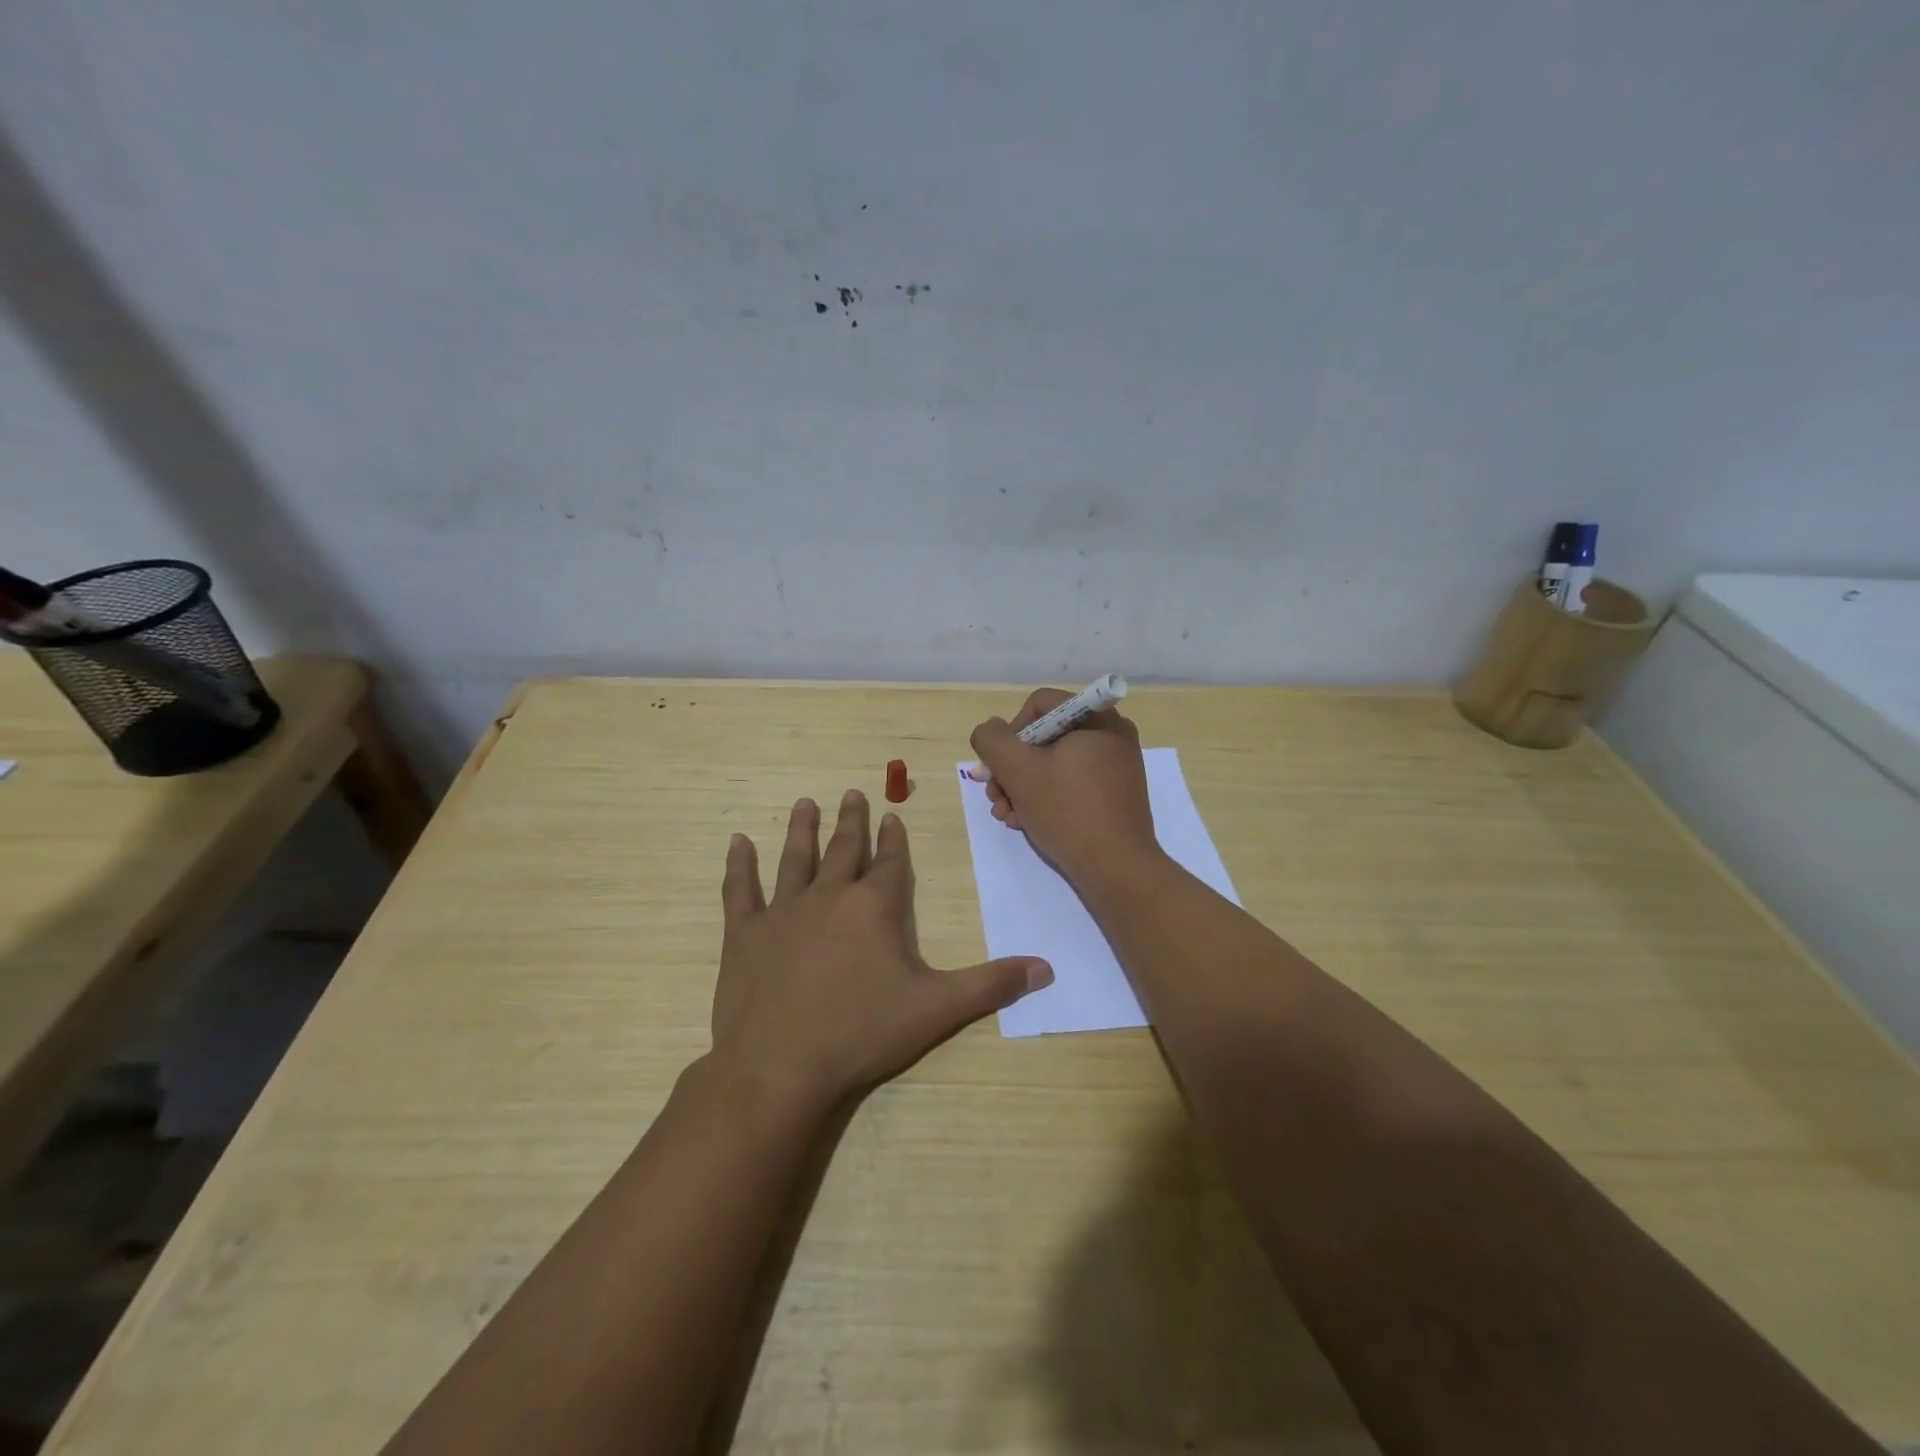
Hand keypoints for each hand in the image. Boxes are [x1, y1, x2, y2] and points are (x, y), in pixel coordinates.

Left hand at [710, 790, 1052, 1109]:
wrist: (779, 1067)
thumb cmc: (862, 1033)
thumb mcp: (937, 1009)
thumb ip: (991, 984)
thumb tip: (1046, 968)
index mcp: (874, 908)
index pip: (890, 863)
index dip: (894, 839)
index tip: (892, 815)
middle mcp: (829, 897)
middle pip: (844, 850)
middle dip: (852, 821)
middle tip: (852, 793)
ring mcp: (783, 912)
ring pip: (795, 859)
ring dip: (802, 830)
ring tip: (806, 803)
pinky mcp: (744, 934)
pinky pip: (740, 890)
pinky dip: (739, 865)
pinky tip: (737, 842)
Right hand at [969, 689, 1159, 888]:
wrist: (1117, 868)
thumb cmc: (1067, 811)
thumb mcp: (1018, 771)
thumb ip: (992, 740)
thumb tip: (991, 730)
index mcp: (1097, 718)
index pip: (1039, 705)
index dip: (1010, 732)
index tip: (999, 767)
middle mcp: (1112, 734)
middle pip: (1045, 737)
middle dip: (1012, 768)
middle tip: (995, 797)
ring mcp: (1117, 766)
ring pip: (1055, 764)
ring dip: (1023, 787)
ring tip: (1007, 816)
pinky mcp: (1116, 794)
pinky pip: (1073, 783)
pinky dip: (1046, 798)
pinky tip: (1026, 822)